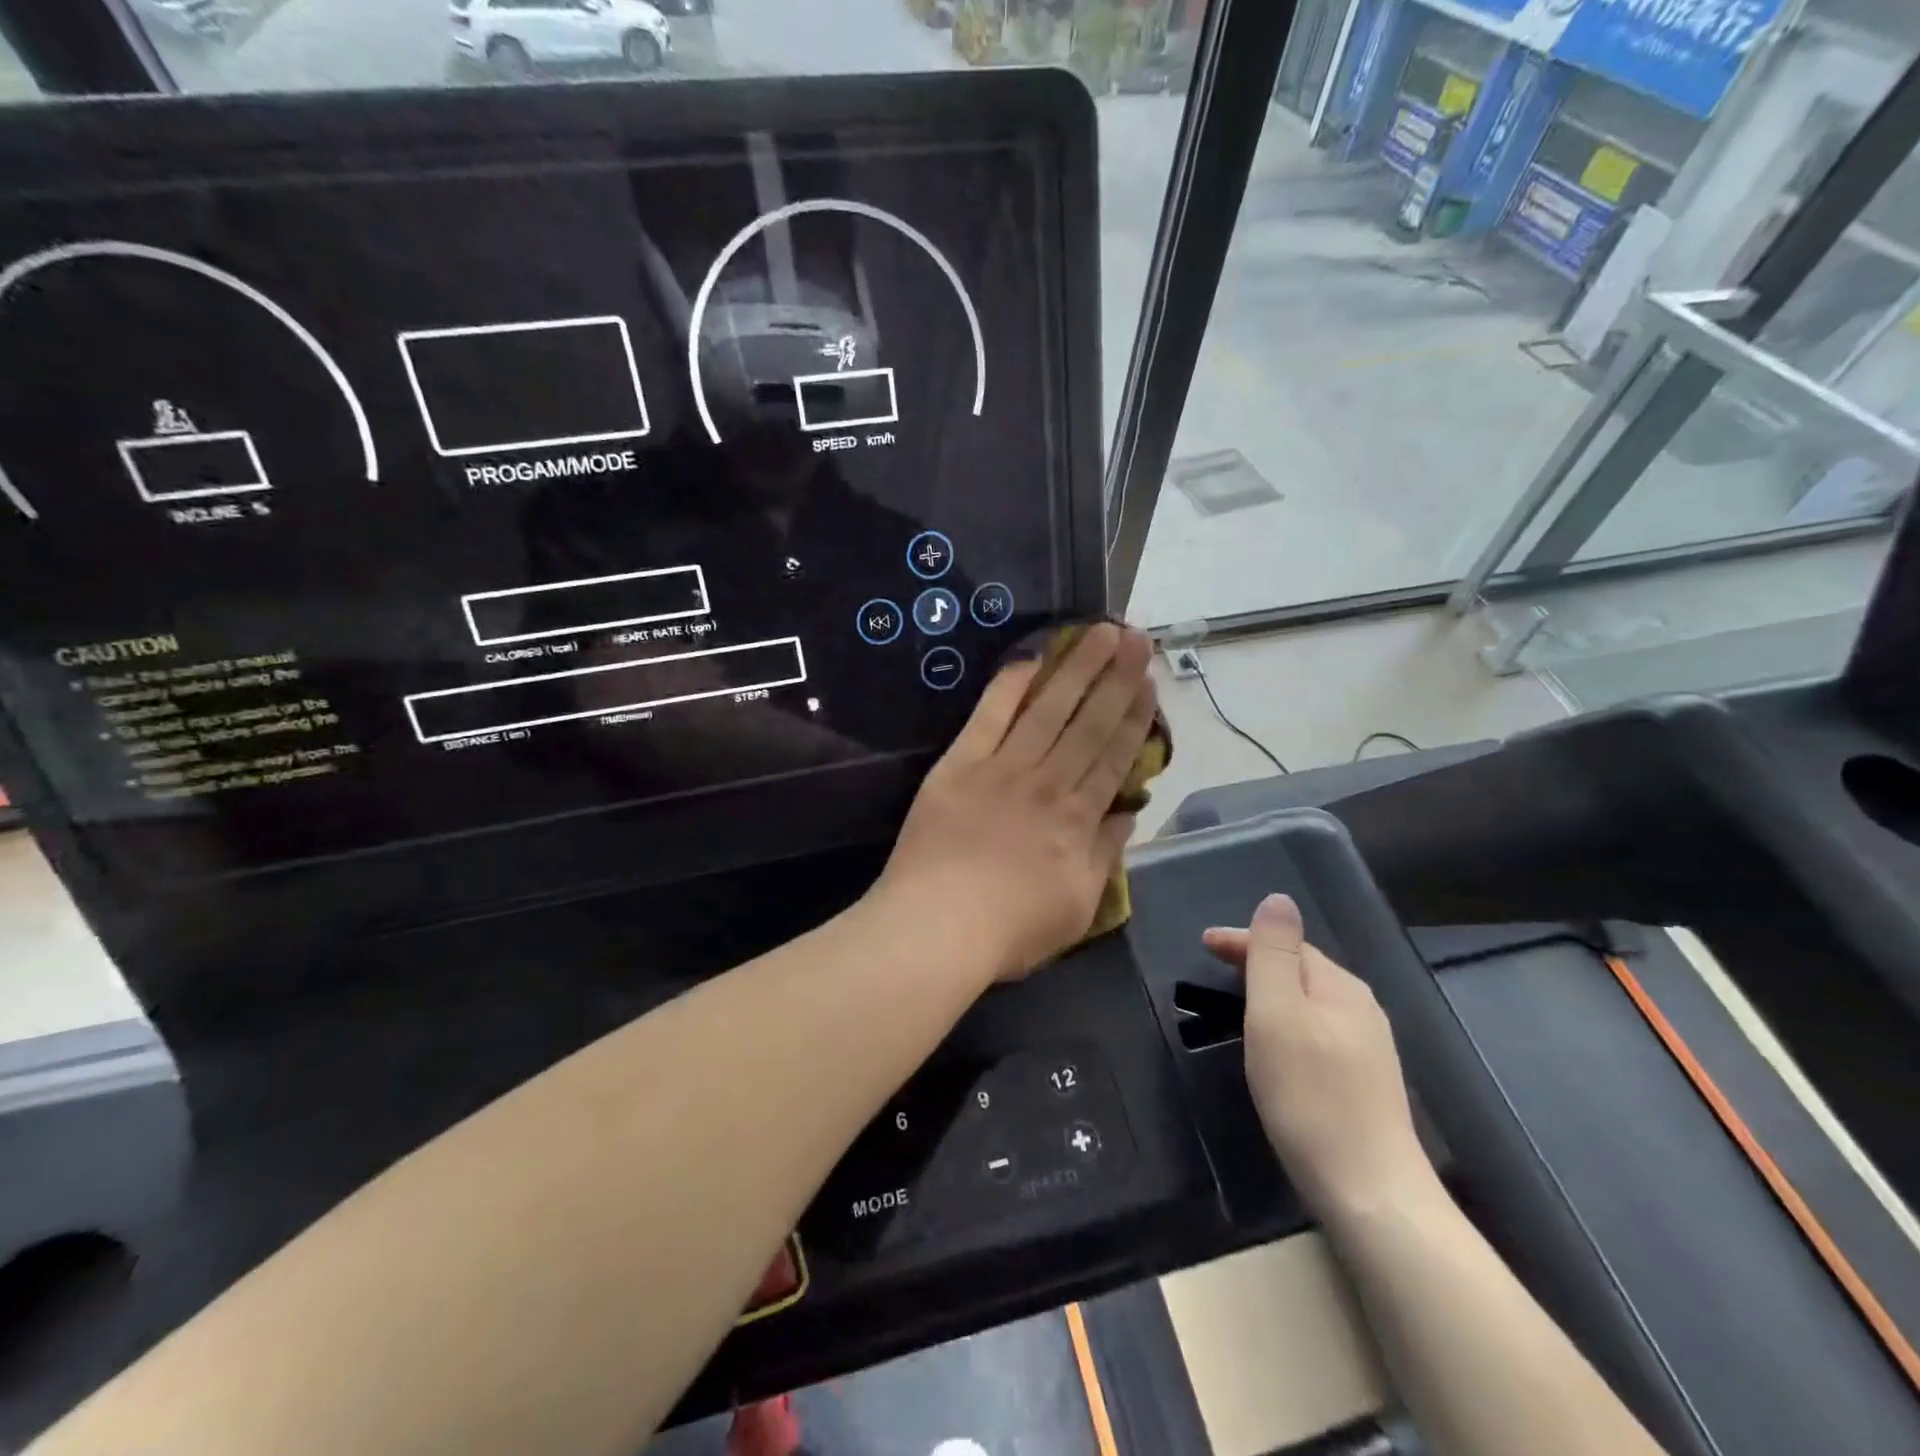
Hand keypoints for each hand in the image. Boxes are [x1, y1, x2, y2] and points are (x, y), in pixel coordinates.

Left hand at [878, 623, 1157, 983]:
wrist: (937, 926)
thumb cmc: (1011, 928)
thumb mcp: (1079, 906)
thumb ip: (1105, 854)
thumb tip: (1127, 813)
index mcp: (1078, 818)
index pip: (1114, 756)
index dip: (1136, 716)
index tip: (1150, 682)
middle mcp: (1047, 782)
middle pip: (1090, 722)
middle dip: (1117, 678)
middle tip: (1138, 638)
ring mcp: (1002, 767)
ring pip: (1049, 709)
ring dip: (1078, 668)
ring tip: (1102, 633)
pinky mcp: (960, 763)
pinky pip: (989, 715)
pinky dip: (1010, 685)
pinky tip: (1031, 657)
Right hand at [1204, 894, 1434, 1220]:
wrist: (1369, 1190)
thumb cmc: (1309, 1094)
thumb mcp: (1278, 1013)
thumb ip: (1274, 954)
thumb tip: (1278, 899)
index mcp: (1340, 986)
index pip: (1287, 944)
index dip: (1243, 938)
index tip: (1203, 943)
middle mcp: (1361, 1008)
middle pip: (1303, 968)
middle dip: (1259, 960)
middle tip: (1216, 967)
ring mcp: (1369, 1048)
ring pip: (1312, 1001)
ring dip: (1275, 991)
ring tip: (1239, 999)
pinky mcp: (1366, 1082)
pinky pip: (1319, 1030)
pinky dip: (1290, 1021)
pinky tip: (1279, 1045)